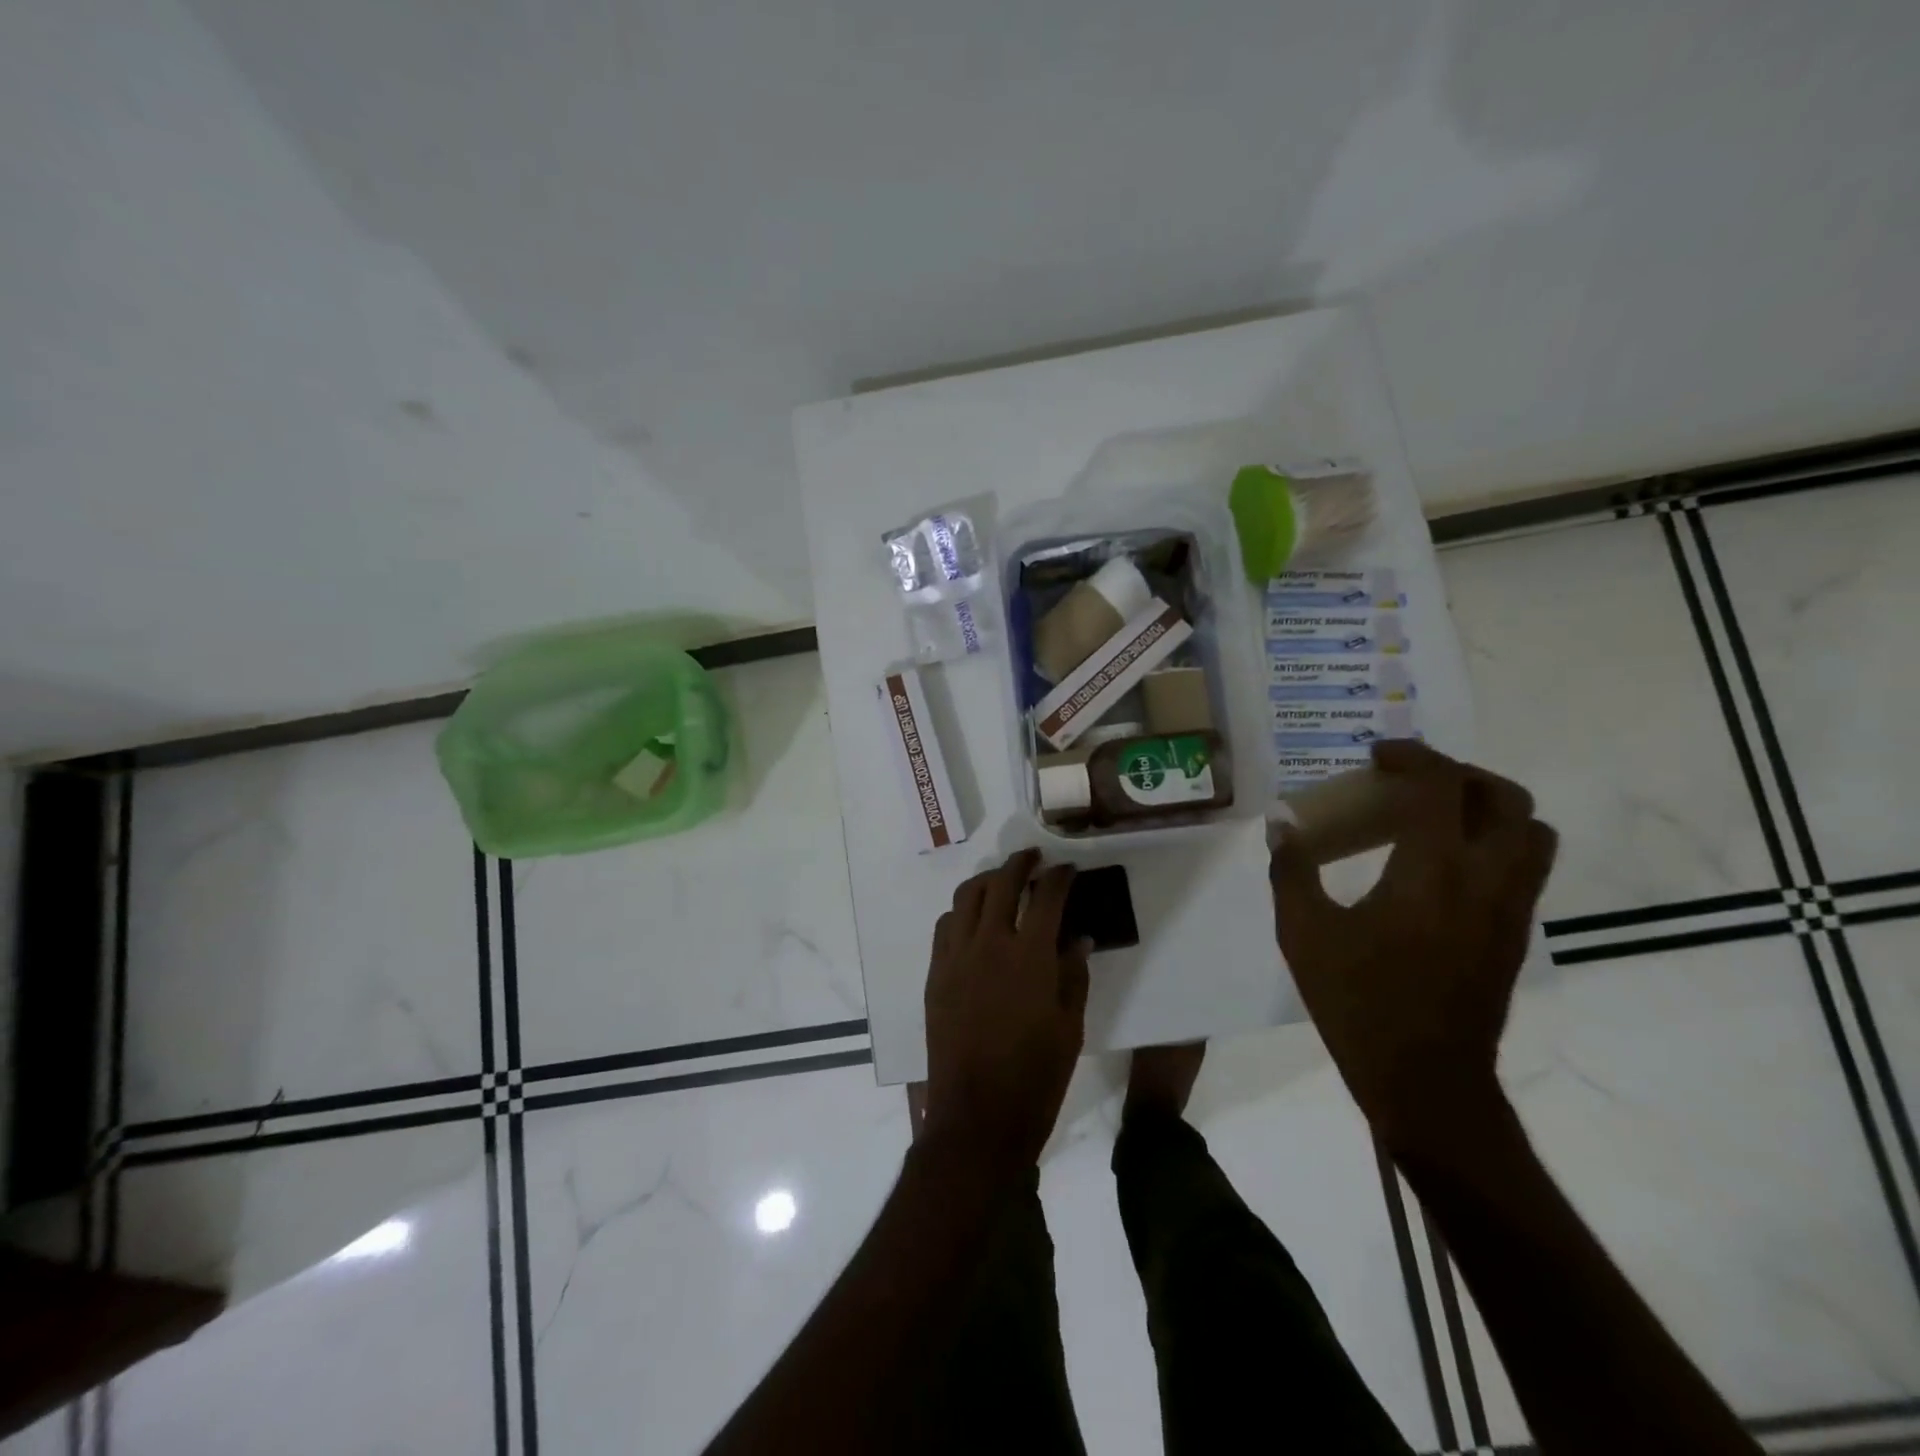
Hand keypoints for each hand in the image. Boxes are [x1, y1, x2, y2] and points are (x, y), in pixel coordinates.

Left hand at [921, 850, 1090, 1173]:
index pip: (1047, 897)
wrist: (977, 1116)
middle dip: (1020, 863)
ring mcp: (956, 957)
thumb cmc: (1036, 1076)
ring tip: (1002, 881)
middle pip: (1001, 883)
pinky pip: (946, 926)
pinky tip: (975, 920)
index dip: (1059, 877)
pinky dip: (962, 911)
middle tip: (1035, 857)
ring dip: (987, 881)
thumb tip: (1077, 937)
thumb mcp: (1070, 1026)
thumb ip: (1074, 974)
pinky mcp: (936, 974)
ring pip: (966, 897)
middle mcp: (989, 944)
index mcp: (1029, 956)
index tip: (1068, 869)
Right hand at [1269, 742, 1555, 1153]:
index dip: (1412, 756)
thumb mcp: (1304, 933)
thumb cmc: (1358, 1003)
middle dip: (1459, 774)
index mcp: (1431, 872)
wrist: (1426, 1081)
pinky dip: (1493, 843)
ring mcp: (1509, 910)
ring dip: (1487, 807)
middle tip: (1411, 781)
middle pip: (1506, 798)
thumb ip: (1291, 870)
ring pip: (1532, 832)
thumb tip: (1280, 826)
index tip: (1377, 756)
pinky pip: (1524, 867)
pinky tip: (1442, 865)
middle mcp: (1485, 880)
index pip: (1442, 786)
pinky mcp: (1515, 935)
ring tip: (1436, 817)